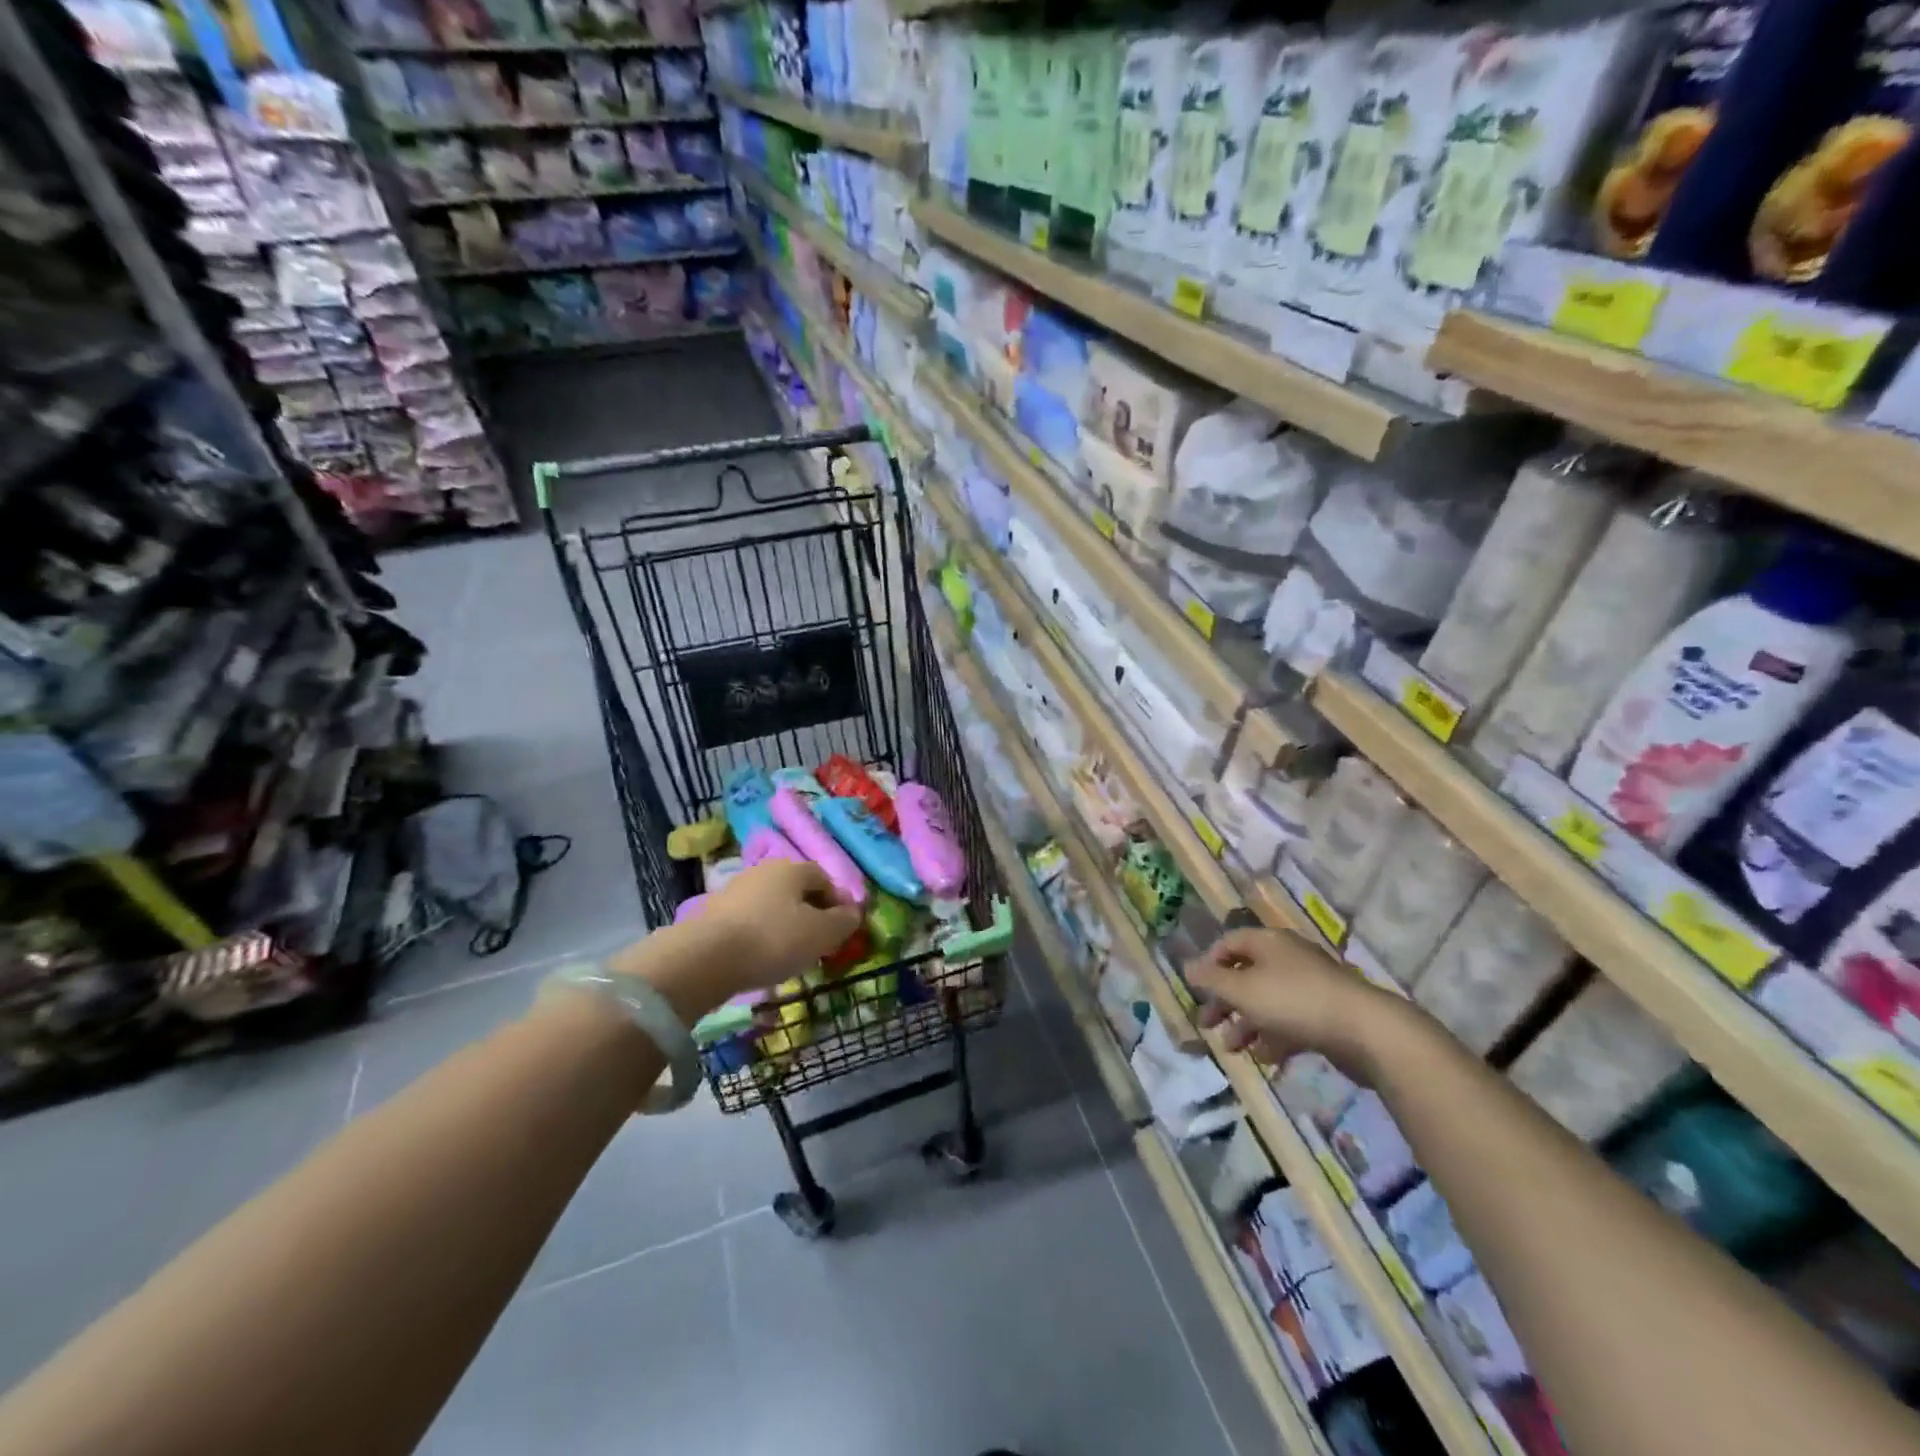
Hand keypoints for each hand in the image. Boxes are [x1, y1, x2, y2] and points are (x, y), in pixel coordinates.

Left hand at [694, 859, 862, 992]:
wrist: (705, 958)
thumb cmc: (773, 939)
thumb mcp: (821, 934)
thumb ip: (843, 922)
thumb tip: (853, 912)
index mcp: (792, 868)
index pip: (824, 877)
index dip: (837, 901)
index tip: (841, 929)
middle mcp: (763, 870)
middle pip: (796, 889)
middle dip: (810, 912)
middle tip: (817, 942)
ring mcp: (734, 890)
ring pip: (771, 905)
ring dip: (783, 924)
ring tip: (788, 954)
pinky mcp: (712, 913)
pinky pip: (748, 921)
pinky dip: (759, 935)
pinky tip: (759, 958)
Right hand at [1186, 927, 1408, 1082]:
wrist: (1366, 1031)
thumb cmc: (1294, 1002)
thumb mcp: (1242, 990)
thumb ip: (1211, 980)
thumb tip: (1187, 966)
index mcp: (1268, 943)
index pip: (1229, 942)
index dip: (1209, 963)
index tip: (1197, 990)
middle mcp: (1288, 958)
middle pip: (1246, 974)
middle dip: (1225, 1001)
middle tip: (1207, 1025)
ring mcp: (1311, 985)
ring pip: (1268, 1000)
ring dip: (1246, 1024)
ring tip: (1234, 1050)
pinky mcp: (1328, 1013)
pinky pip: (1292, 1020)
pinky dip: (1275, 1036)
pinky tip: (1267, 1058)